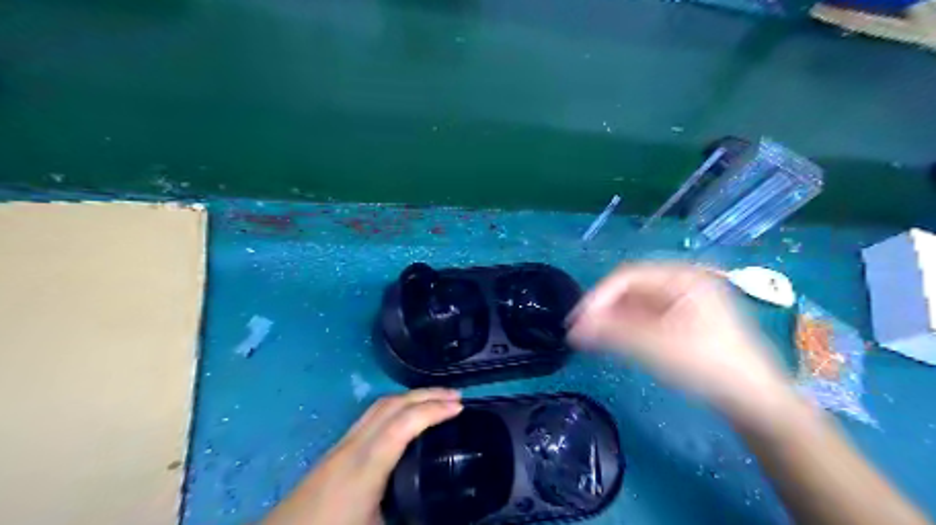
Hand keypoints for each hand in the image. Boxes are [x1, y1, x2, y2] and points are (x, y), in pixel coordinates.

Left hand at [263, 385, 458, 524]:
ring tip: (436, 400)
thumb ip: (412, 516)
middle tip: (456, 396)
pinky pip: (373, 415)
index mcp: (367, 465)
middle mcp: (355, 445)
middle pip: (393, 405)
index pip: (404, 424)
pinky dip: (397, 406)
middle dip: (426, 394)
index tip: (460, 407)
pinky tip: (406, 417)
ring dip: (411, 397)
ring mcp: (343, 443)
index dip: (434, 410)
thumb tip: (442, 511)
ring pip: (381, 406)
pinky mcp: (338, 448)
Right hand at [572, 264, 796, 428]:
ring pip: (637, 304)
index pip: (627, 276)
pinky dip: (628, 327)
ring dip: (613, 319)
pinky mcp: (684, 320)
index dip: (597, 296)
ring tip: (592, 338)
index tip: (576, 321)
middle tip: (581, 331)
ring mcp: (685, 301)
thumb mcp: (656, 347)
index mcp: (681, 277)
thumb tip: (573, 329)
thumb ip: (611, 333)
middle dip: (604, 308)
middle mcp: (682, 282)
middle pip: (631, 289)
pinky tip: (615, 341)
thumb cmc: (708, 365)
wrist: (755, 400)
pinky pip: (647, 317)